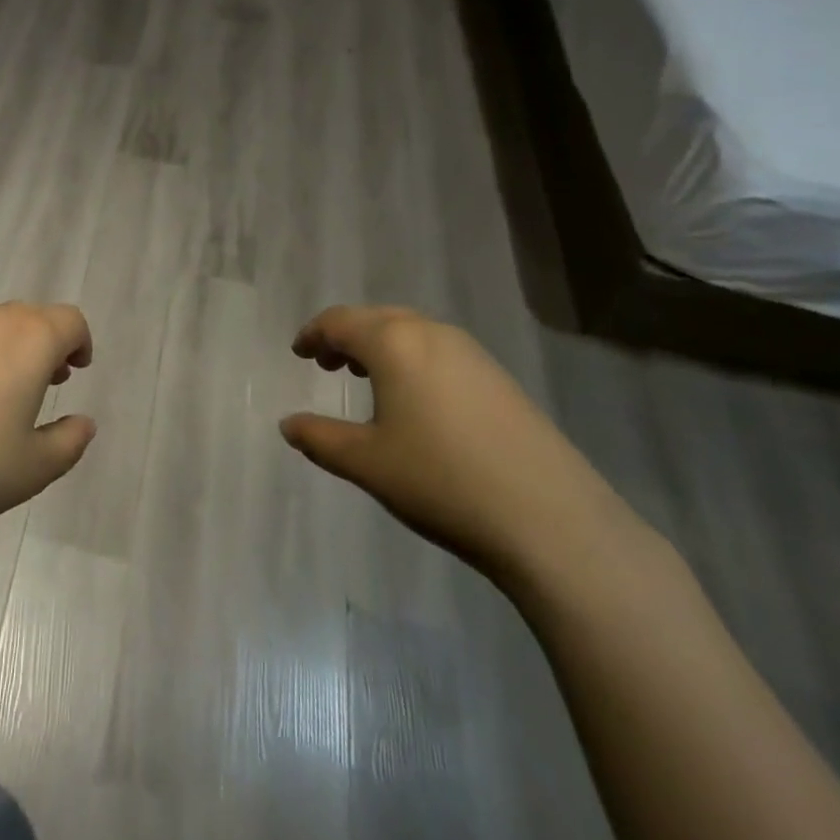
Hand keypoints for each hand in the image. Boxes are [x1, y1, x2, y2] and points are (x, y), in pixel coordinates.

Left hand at [0, 303, 96, 543]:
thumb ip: (68, 441)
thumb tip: (83, 423)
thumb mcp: (33, 468)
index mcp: (29, 340)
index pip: (69, 320)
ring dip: (8, 348)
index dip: (80, 342)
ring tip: (0, 394)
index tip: (76, 371)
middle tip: (45, 383)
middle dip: (45, 344)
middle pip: (31, 317)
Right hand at [279, 306, 631, 584]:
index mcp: (394, 342)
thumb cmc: (441, 481)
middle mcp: (431, 333)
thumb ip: (320, 439)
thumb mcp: (367, 463)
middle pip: (376, 319)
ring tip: (366, 376)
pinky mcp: (499, 377)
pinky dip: (413, 359)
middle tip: (326, 363)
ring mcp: (471, 353)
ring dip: (381, 346)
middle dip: (346, 336)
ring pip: (411, 332)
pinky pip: (440, 350)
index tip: (298, 352)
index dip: (313, 334)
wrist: (550, 519)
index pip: (340, 321)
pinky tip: (416, 399)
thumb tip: (288, 425)